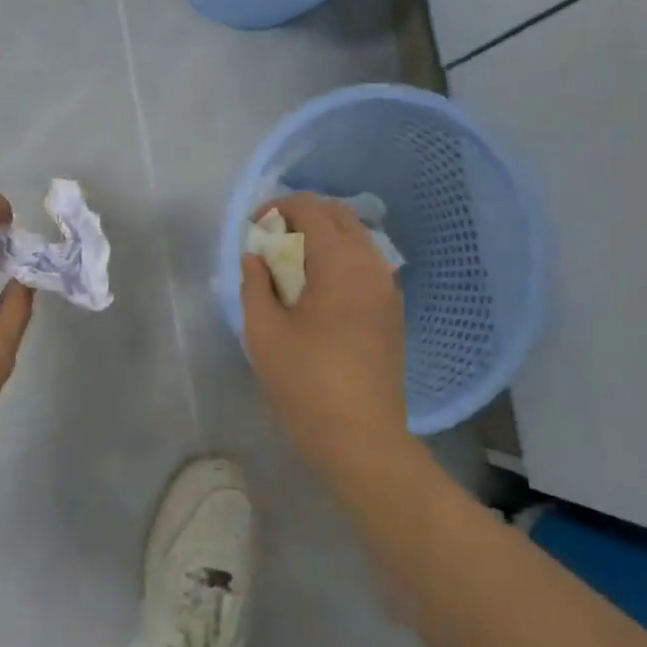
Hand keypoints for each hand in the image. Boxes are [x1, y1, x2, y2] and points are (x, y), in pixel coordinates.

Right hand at [240, 192, 407, 465]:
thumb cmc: (306, 385)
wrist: (362, 438)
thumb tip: (255, 257)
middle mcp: (371, 264)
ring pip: (356, 238)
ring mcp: (387, 287)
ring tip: (290, 266)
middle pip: (338, 216)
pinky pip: (366, 263)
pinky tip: (317, 289)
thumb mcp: (264, 334)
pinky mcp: (392, 309)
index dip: (278, 208)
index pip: (312, 208)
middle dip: (301, 218)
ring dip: (322, 238)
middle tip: (270, 243)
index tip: (254, 230)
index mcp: (340, 263)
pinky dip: (339, 259)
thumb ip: (255, 285)